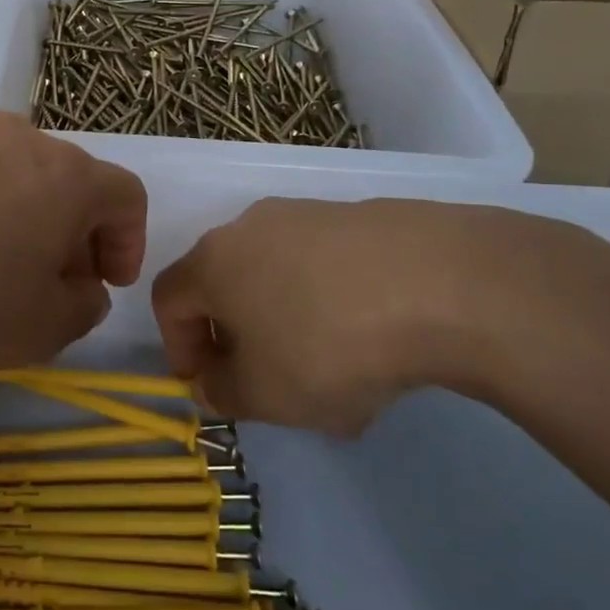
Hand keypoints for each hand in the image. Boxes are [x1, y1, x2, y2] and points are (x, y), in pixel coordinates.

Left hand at [0, 114, 147, 376]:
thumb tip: (81, 282)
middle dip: (80, 233)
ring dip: (34, 217)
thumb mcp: (45, 328)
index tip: (105, 283)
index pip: (126, 196)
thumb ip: (86, 304)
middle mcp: (24, 138)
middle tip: (56, 283)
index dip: (128, 243)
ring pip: (26, 174)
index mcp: (67, 174)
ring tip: (2, 268)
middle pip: (75, 181)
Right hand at [150, 198, 609, 433]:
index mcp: (212, 262)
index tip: (211, 385)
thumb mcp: (266, 394)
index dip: (179, 346)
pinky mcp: (358, 217)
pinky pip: (325, 266)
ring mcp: (306, 215)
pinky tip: (376, 342)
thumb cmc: (328, 344)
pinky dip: (332, 303)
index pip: (168, 299)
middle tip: (271, 384)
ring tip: (335, 375)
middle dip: (239, 338)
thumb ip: (223, 393)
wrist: (440, 283)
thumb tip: (211, 382)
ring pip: (278, 277)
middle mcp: (249, 227)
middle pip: (224, 284)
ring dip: (288, 323)